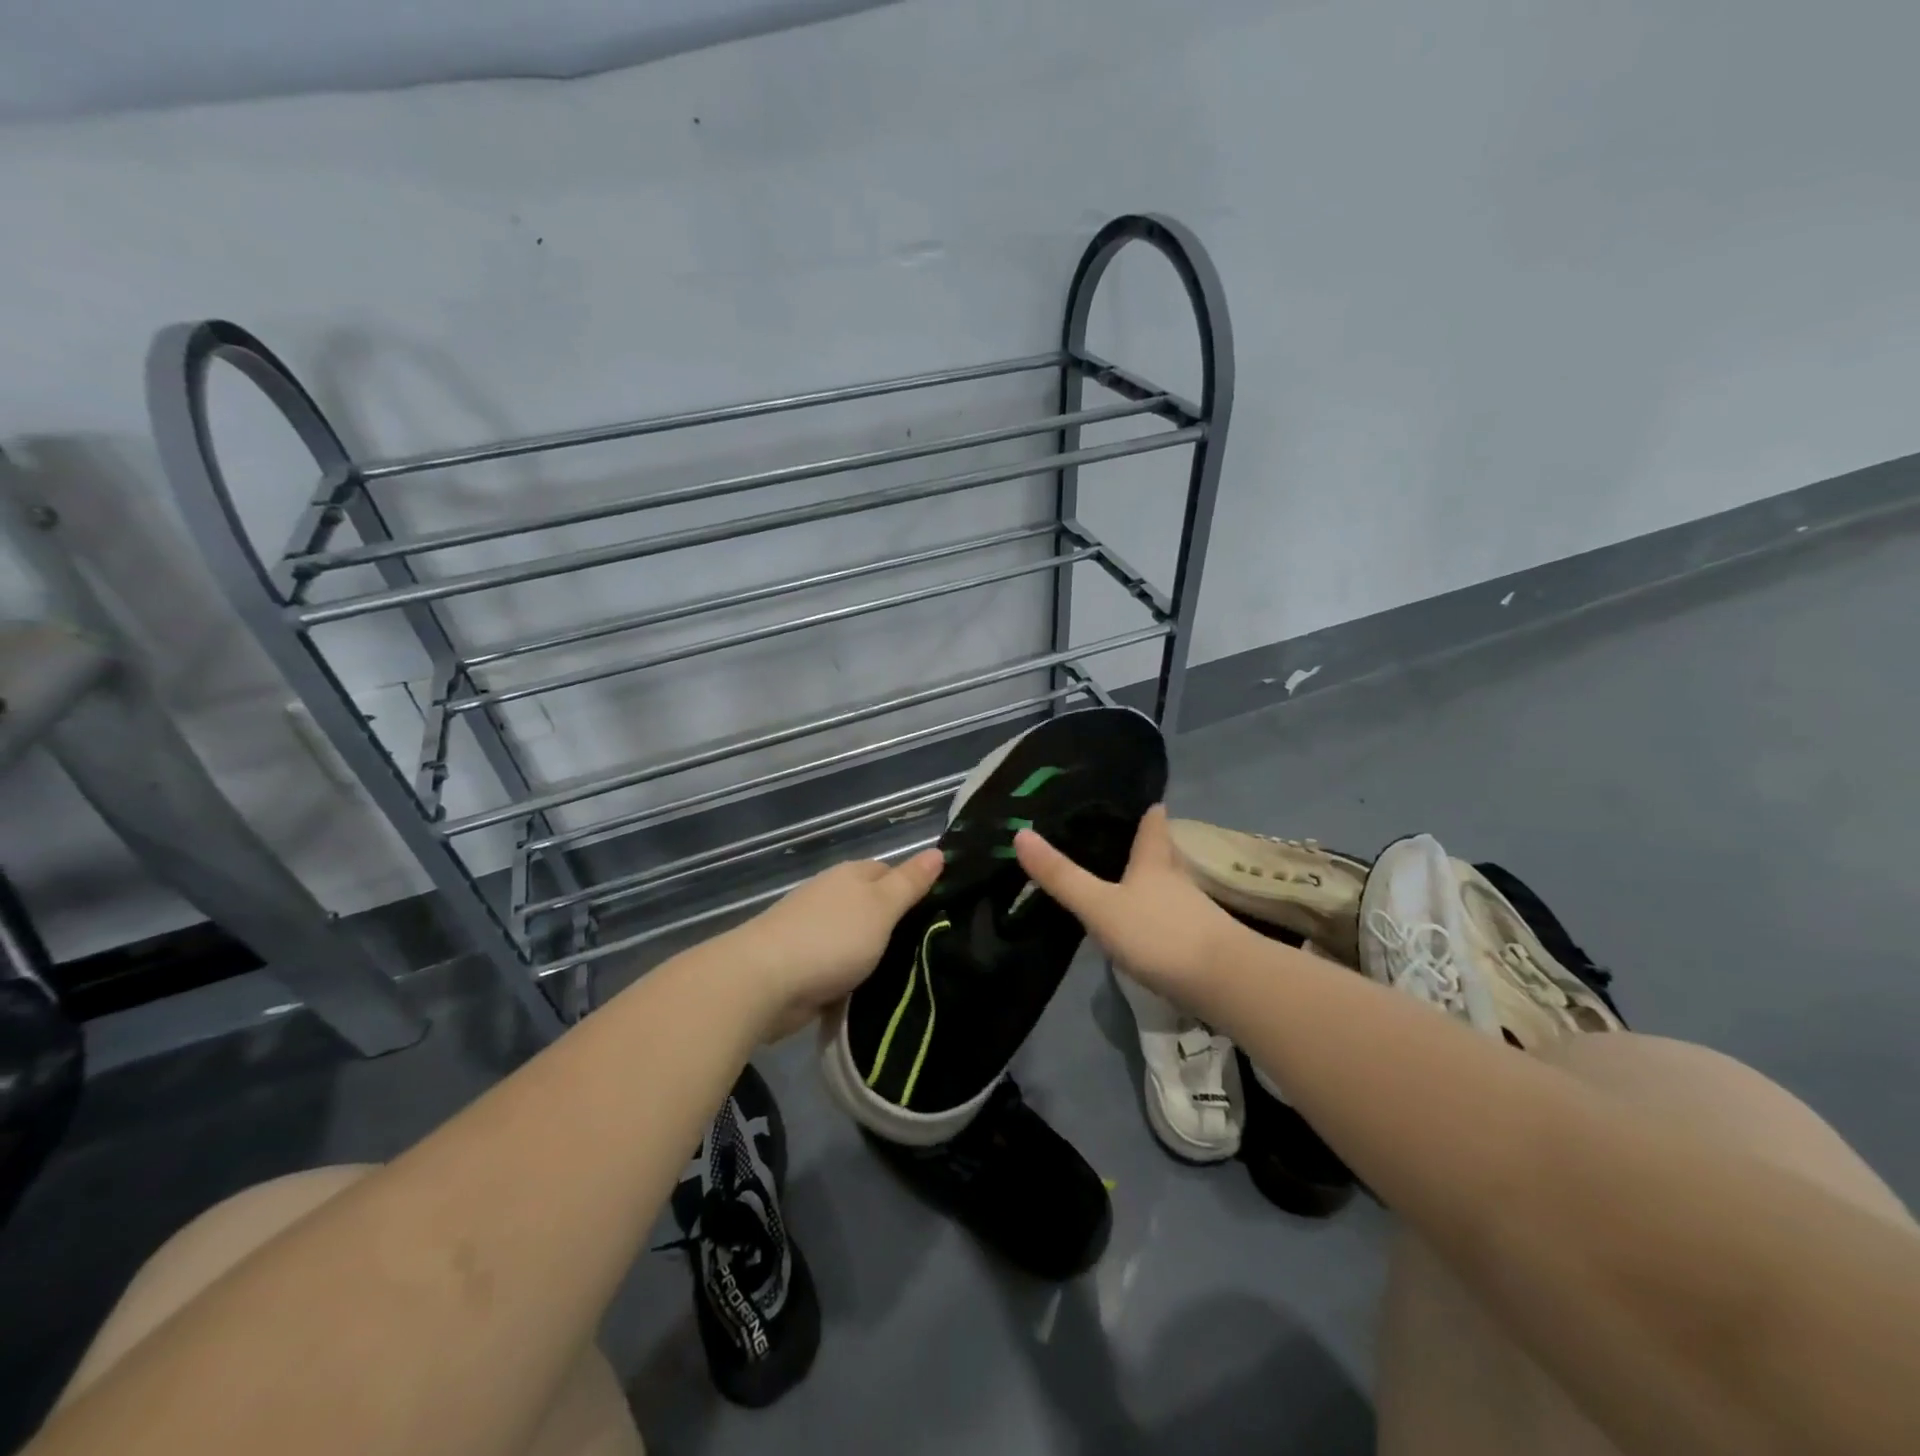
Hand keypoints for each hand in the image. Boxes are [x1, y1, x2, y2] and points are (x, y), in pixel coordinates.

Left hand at [727, 849, 944, 1041]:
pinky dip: (851, 977)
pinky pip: (838, 965)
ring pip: (857, 938)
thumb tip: (938, 852)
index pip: (891, 872)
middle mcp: (832, 895)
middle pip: (873, 906)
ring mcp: (813, 929)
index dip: (914, 889)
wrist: (764, 981)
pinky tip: (870, 994)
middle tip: (929, 951)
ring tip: (908, 977)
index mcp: (851, 875)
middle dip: (895, 926)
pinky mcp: (802, 963)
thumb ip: (909, 883)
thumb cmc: (831, 938)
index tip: (938, 916)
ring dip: (873, 955)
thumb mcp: (881, 908)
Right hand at [1014, 805, 1240, 1005]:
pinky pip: (1177, 916)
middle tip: (1129, 837)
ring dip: (1156, 880)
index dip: (1148, 811)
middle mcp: (1177, 879)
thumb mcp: (1100, 905)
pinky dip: (1162, 913)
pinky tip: (1149, 924)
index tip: (1143, 800)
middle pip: (1165, 852)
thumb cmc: (1158, 934)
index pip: (1153, 825)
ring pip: (1172, 885)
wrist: (1223, 982)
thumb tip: (1020, 834)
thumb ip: (1062, 876)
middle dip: (1151, 844)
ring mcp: (1194, 911)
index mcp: (1154, 861)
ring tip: (1133, 879)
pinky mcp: (1203, 941)